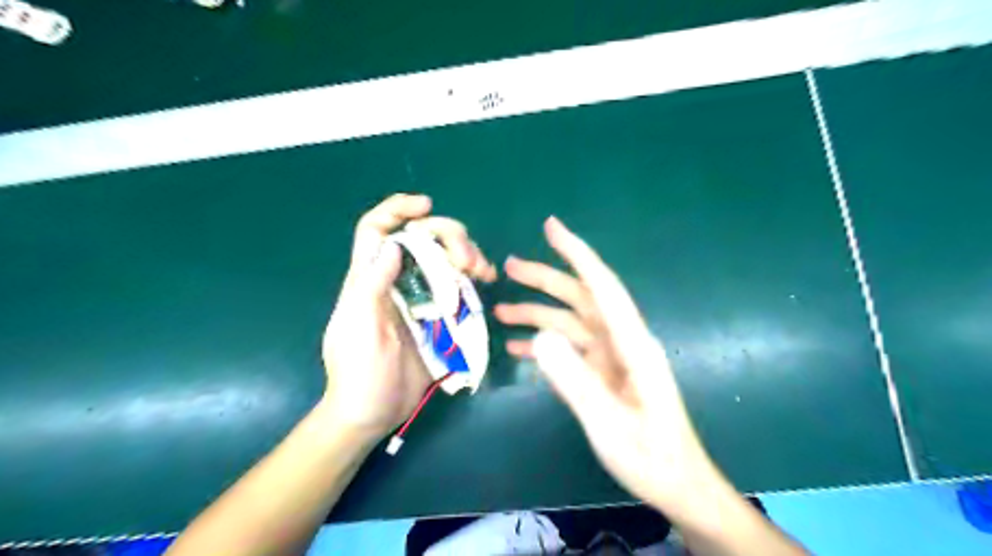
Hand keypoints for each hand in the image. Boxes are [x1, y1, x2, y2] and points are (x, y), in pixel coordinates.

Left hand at [321, 194, 499, 444]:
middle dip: (448, 236)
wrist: (372, 412)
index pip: (375, 229)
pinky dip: (473, 277)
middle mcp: (395, 280)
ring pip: (443, 257)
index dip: (396, 208)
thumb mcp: (359, 328)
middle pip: (421, 238)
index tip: (425, 205)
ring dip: (466, 254)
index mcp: (369, 278)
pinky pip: (457, 284)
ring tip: (483, 271)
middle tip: (468, 261)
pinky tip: (486, 281)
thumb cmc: (359, 373)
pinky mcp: (438, 315)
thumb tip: (394, 244)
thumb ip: (371, 285)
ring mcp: (419, 297)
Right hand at [500, 214, 718, 513]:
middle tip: (508, 266)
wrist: (677, 484)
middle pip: (581, 297)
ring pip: (571, 322)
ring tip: (500, 309)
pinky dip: (545, 344)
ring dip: (538, 313)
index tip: (551, 227)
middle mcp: (622, 341)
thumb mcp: (608, 423)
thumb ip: (575, 380)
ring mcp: (612, 357)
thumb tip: (539, 336)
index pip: (601, 286)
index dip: (577, 253)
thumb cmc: (650, 456)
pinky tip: (517, 348)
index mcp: (631, 343)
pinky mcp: (604, 373)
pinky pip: (571, 349)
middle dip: (546, 278)